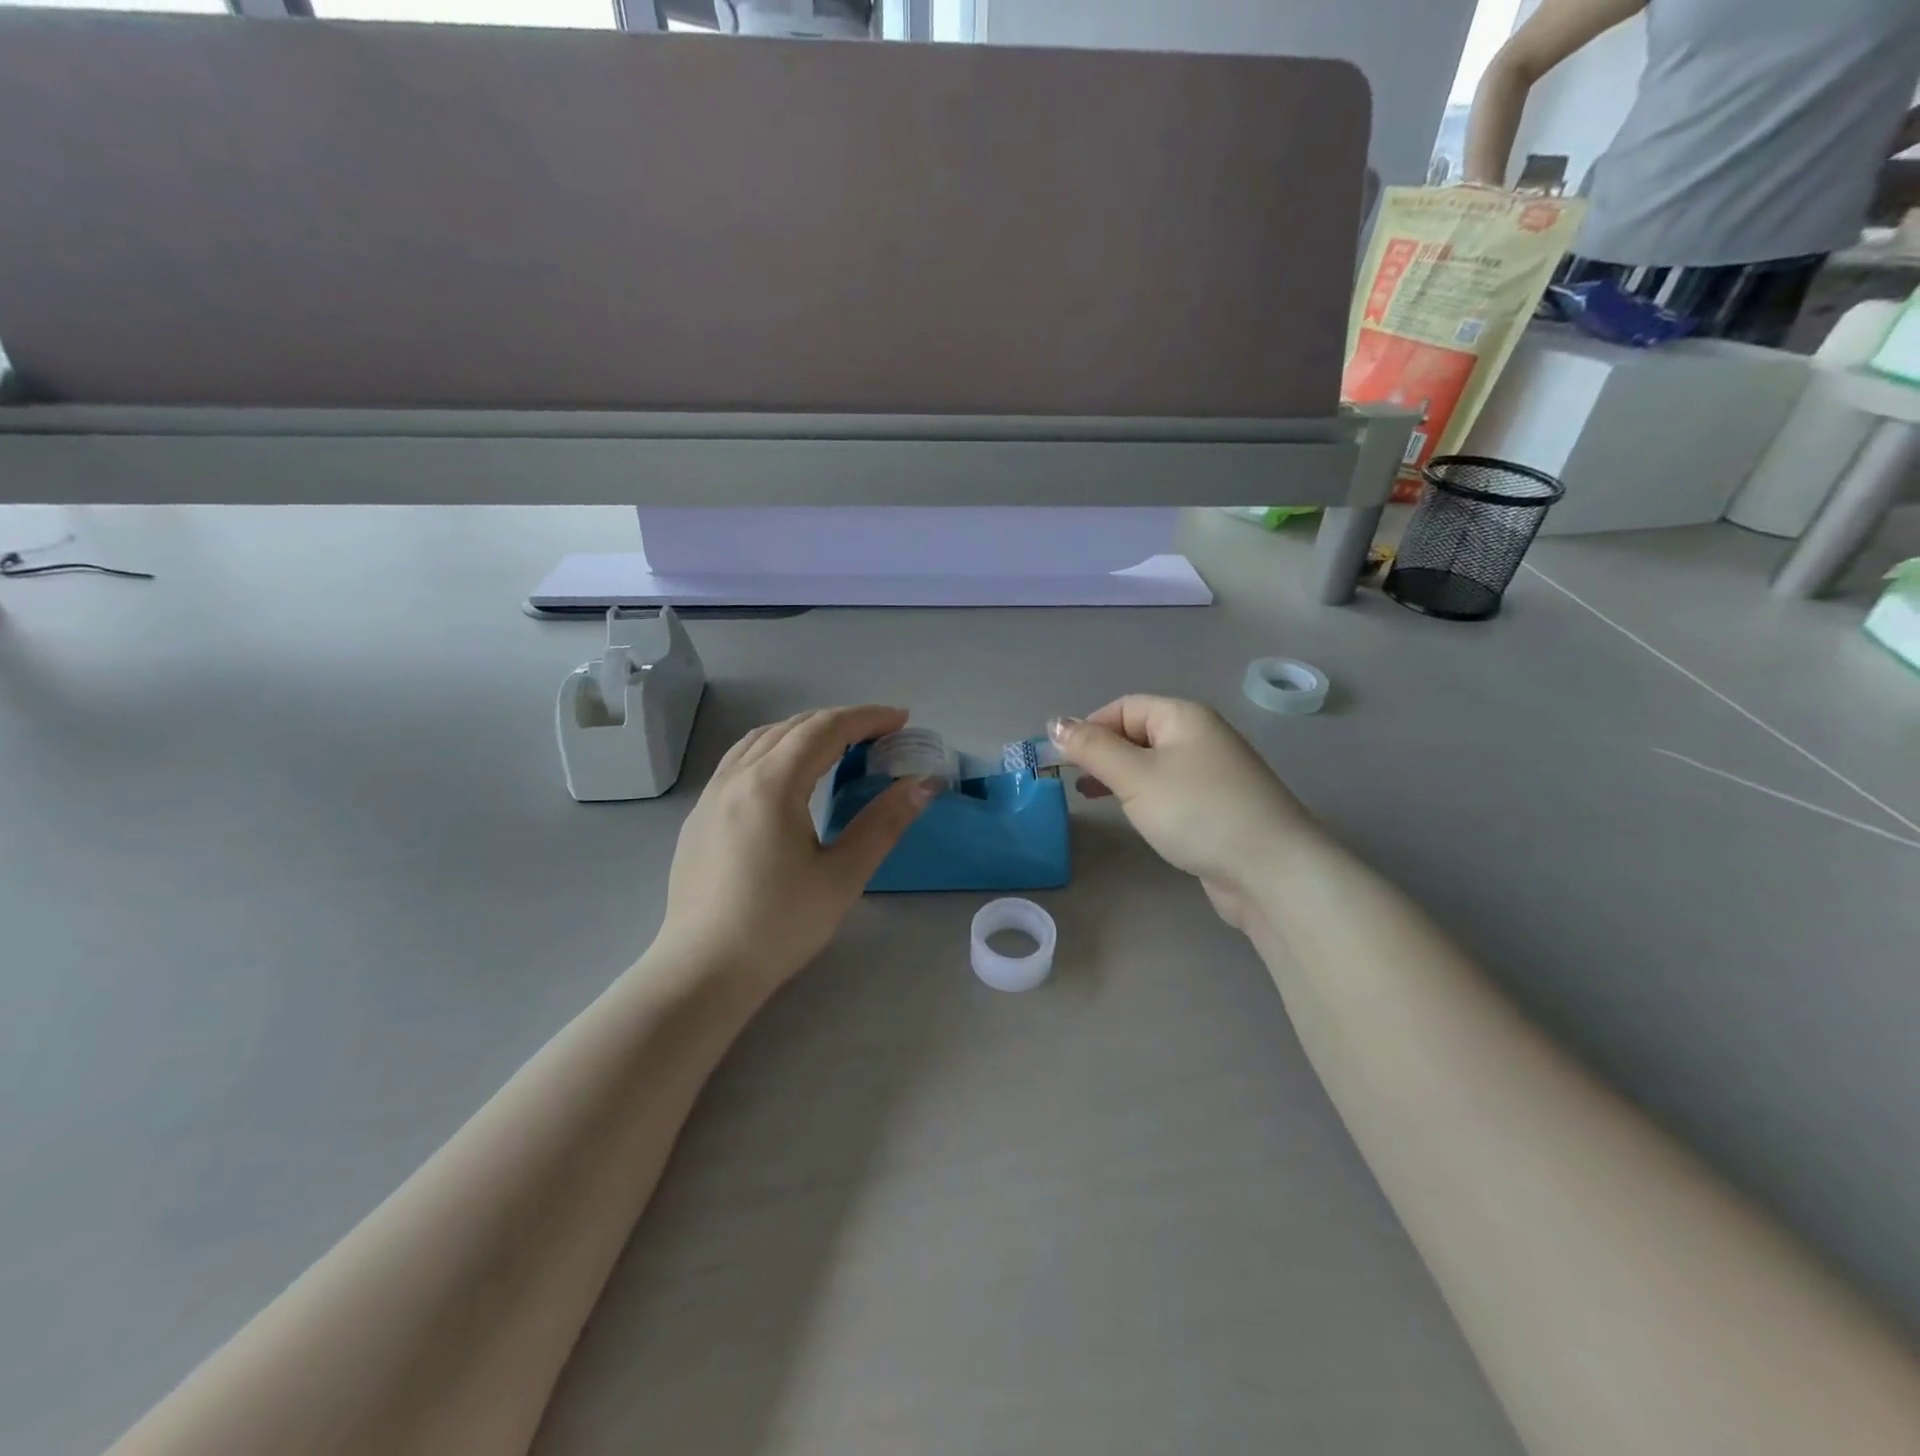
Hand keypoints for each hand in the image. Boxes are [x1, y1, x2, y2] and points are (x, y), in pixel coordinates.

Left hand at [656, 705, 935, 995]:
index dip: (866, 718)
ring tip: (838, 746)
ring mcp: (711, 795)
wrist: (703, 970)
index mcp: (771, 785)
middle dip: (840, 722)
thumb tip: (922, 784)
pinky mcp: (699, 815)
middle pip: (793, 728)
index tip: (901, 720)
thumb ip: (884, 823)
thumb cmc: (779, 925)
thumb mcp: (842, 876)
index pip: (824, 730)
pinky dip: (775, 748)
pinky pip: (740, 760)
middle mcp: (736, 777)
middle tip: (880, 735)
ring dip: (804, 731)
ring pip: (761, 739)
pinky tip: (787, 774)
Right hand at [1049, 697, 1312, 930]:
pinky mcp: (1219, 806)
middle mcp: (1202, 736)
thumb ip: (1093, 749)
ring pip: (1153, 763)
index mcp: (1184, 716)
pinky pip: (1171, 789)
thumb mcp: (1135, 776)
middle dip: (1103, 753)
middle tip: (1072, 781)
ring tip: (1092, 798)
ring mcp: (1214, 772)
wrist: (1271, 870)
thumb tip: (1056, 723)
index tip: (1062, 761)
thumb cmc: (1197, 812)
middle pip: (1139, 733)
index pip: (1124, 707)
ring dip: (1120, 776)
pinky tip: (1134, 815)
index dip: (1089, 727)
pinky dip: (1145, 796)